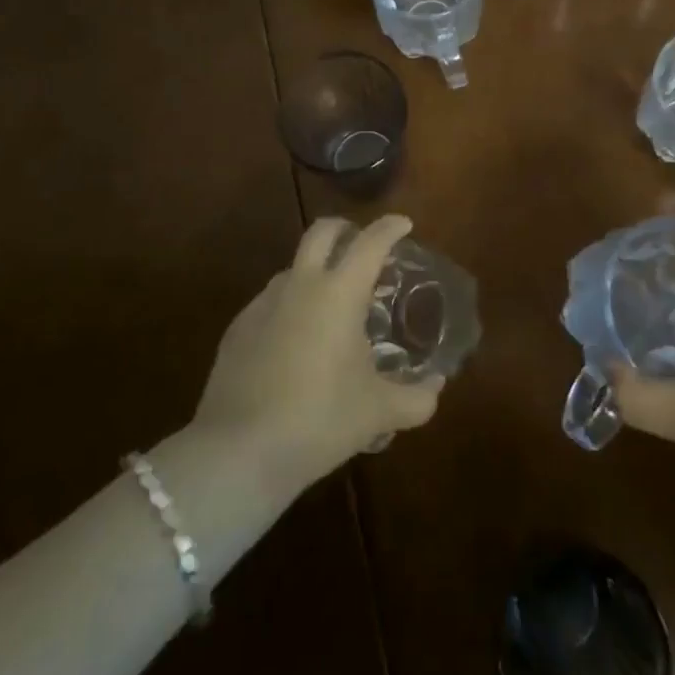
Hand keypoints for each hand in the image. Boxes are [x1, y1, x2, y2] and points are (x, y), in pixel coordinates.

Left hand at [193, 214, 443, 491]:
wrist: (239, 450)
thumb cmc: (319, 419)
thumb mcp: (378, 412)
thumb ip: (416, 398)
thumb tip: (437, 387)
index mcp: (339, 292)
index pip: (370, 243)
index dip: (390, 228)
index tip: (404, 223)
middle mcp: (300, 285)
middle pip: (322, 232)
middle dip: (345, 228)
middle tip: (361, 243)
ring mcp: (263, 303)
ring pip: (293, 267)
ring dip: (315, 270)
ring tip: (331, 301)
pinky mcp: (238, 328)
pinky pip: (271, 302)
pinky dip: (290, 305)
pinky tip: (296, 340)